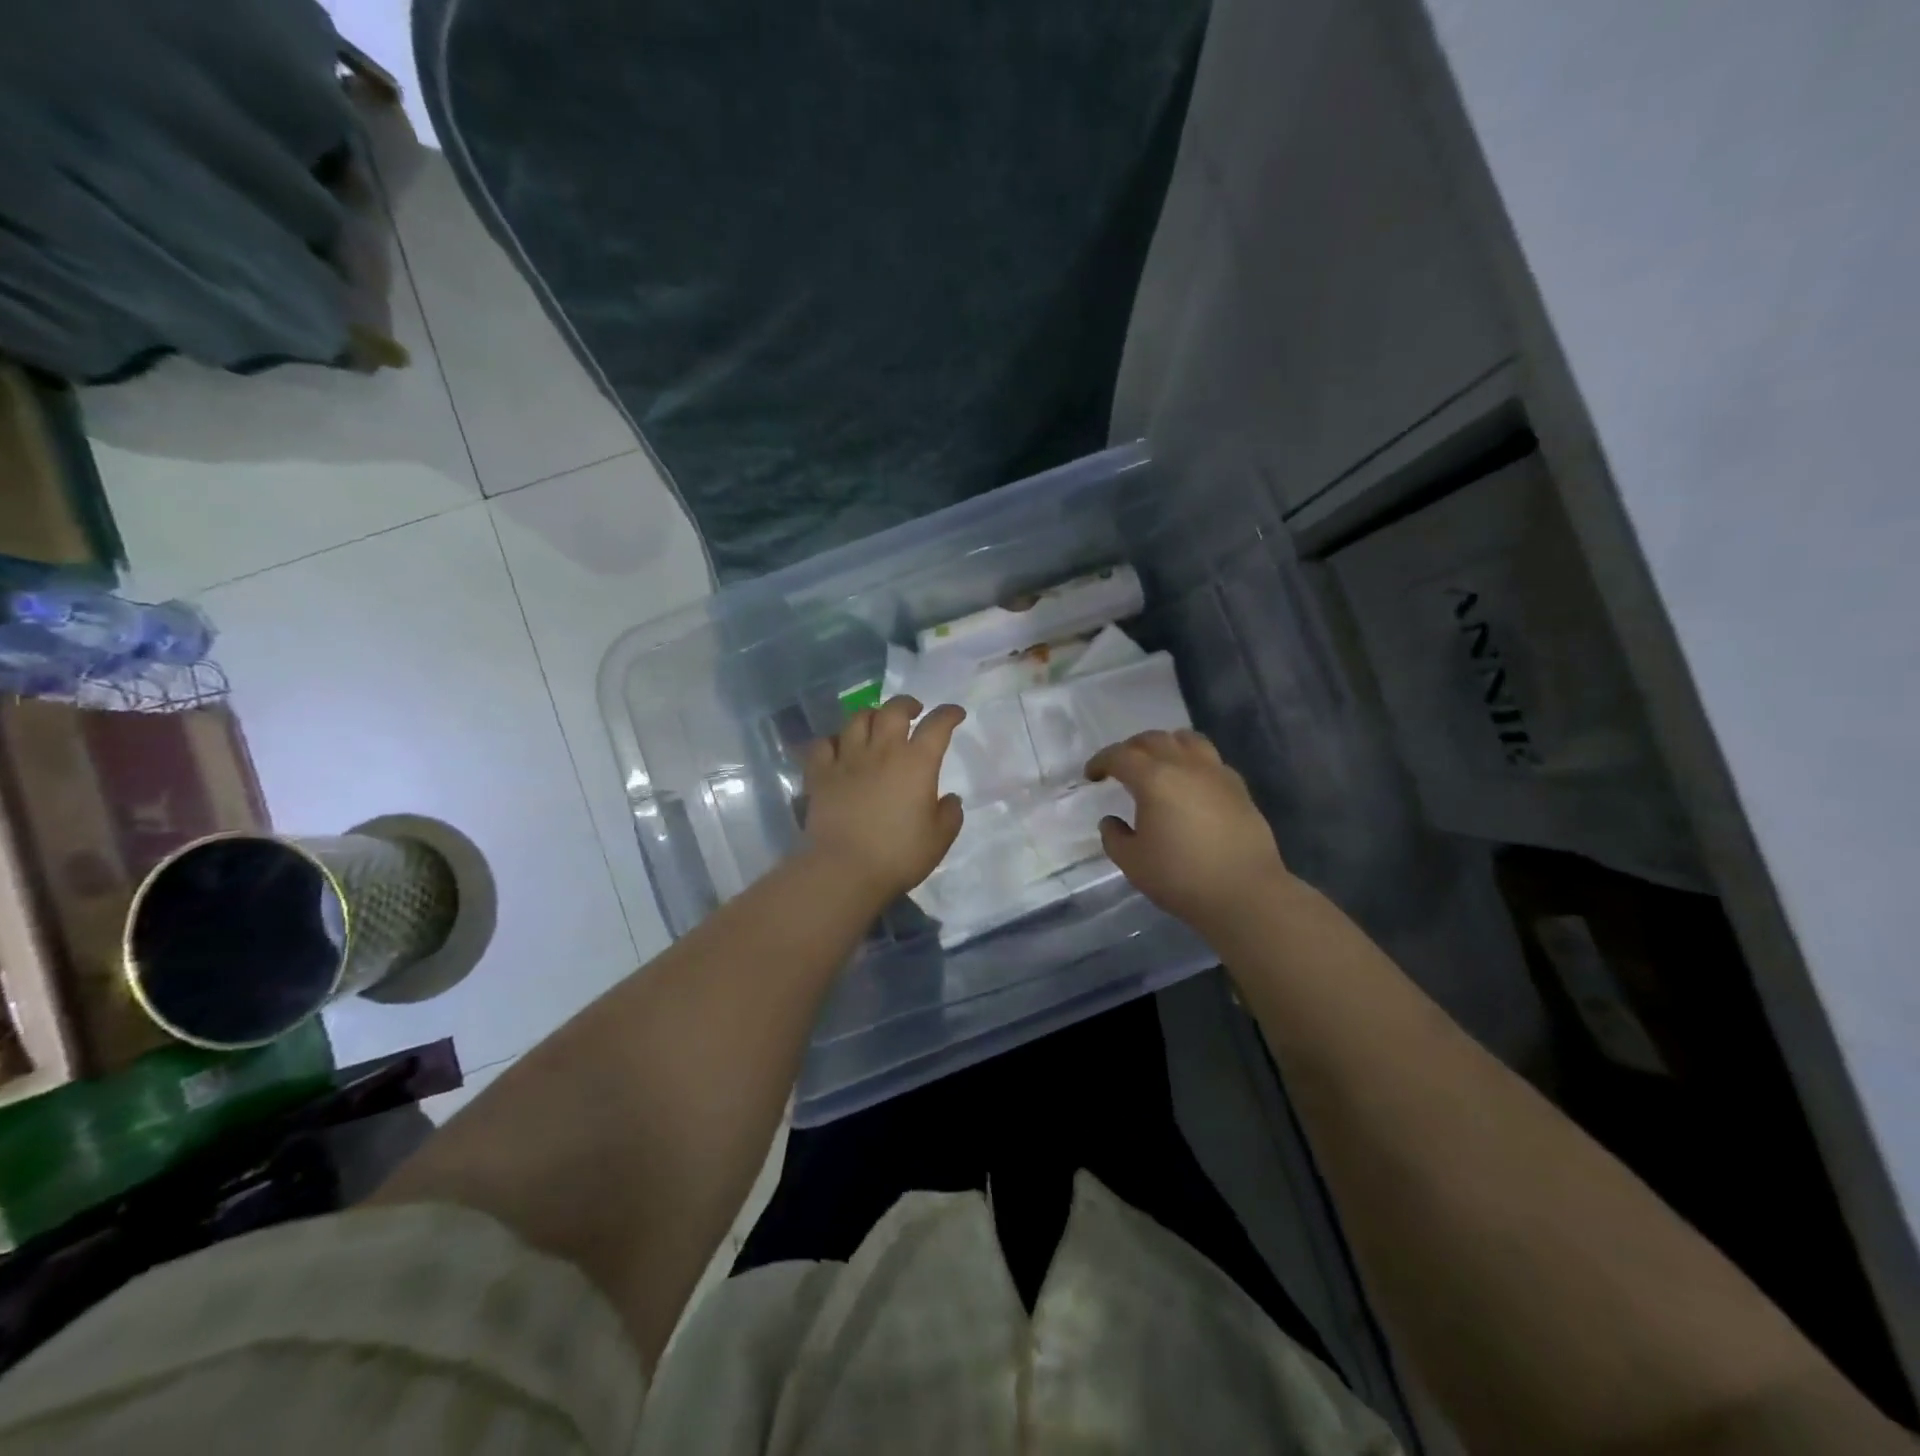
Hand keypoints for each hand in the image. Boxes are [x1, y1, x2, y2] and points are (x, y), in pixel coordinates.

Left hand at [802, 696, 965, 901]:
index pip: (937, 725)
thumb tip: (950, 799)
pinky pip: (823, 744)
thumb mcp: (939, 839)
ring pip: (857, 719)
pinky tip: (838, 748)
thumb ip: (950, 814)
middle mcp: (882, 751)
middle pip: (893, 710)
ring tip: (876, 724)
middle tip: (913, 711)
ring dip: (871, 716)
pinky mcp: (820, 774)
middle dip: (906, 704)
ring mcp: (847, 759)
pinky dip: (833, 741)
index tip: (955, 714)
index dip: (949, 714)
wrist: (845, 870)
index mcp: (916, 763)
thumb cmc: (898, 855)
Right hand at [1087, 729, 1293, 932]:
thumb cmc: (1181, 877)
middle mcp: (1185, 766)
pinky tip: (1190, 784)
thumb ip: (1114, 837)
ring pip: (1187, 740)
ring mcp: (1216, 773)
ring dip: (1166, 745)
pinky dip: (1193, 761)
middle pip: (1153, 739)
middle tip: (1120, 767)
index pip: (1120, 756)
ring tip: (1158, 764)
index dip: (1101, 761)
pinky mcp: (1238, 788)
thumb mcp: (1132, 863)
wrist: (1245, 893)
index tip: (1091, 775)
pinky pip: (1210, 759)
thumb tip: (1111, 821)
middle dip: (1131, 748)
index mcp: (1154, 779)